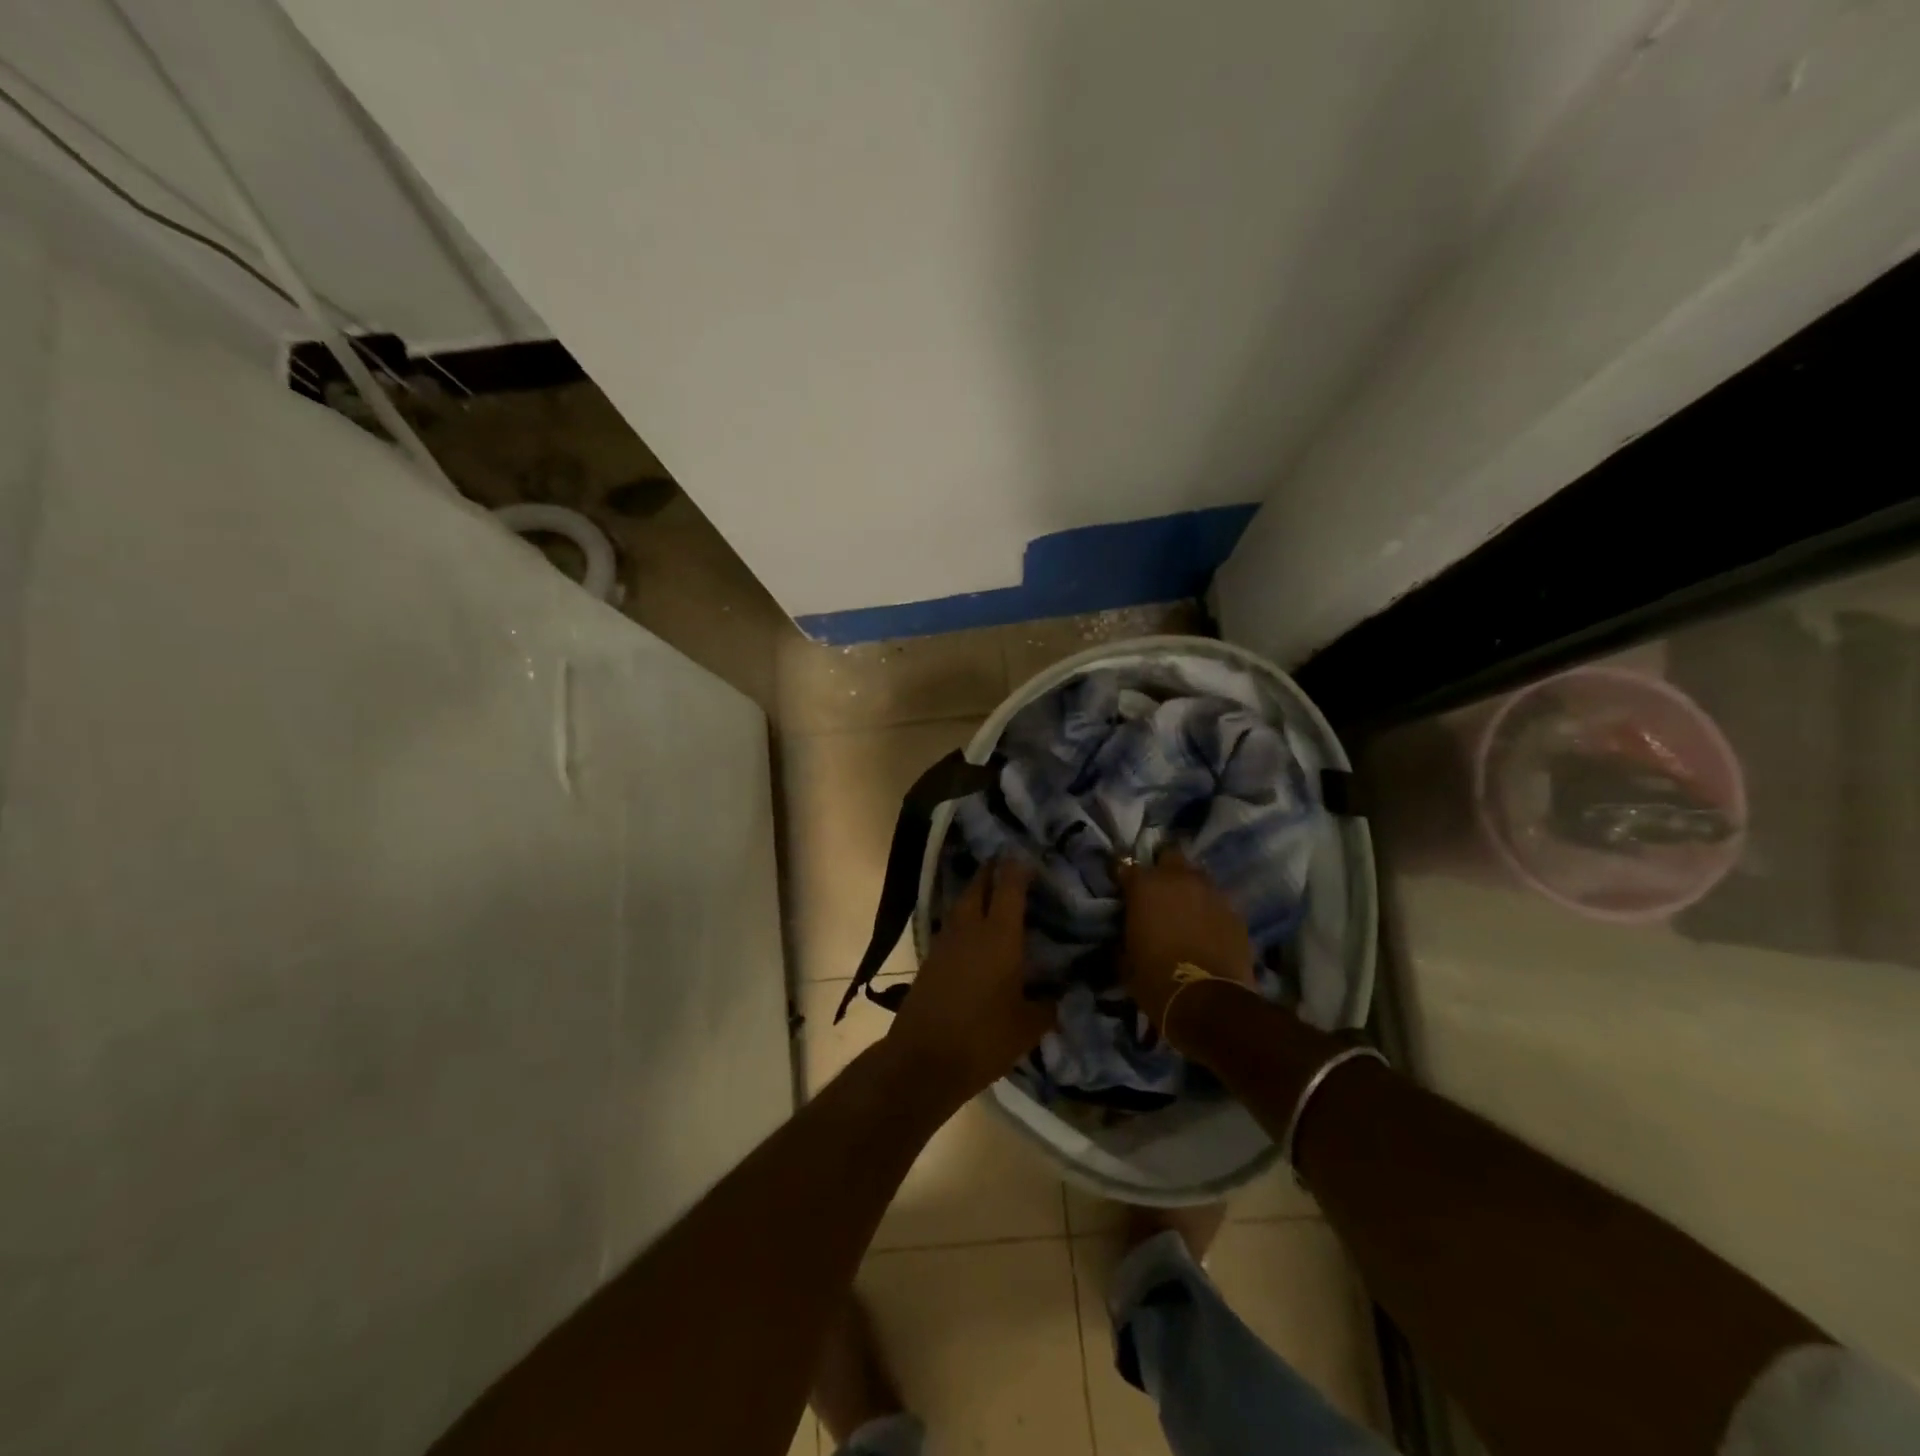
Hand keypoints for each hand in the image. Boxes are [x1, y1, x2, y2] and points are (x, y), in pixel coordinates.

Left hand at [885, 859, 1053, 1103]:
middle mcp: (970, 929)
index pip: (1009, 888)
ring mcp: (945, 941)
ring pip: (961, 903)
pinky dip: (964, 917)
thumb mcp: (1028, 1027)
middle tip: (1007, 863)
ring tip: (991, 891)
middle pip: (978, 885)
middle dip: (992, 870)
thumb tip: (1063, 994)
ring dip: (975, 891)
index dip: (1018, 868)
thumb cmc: (984, 1039)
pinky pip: (951, 924)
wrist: (924, 1059)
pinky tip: (974, 930)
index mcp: (999, 936)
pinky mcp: (930, 958)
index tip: (1027, 855)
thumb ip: (1048, 1005)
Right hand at [1117, 850, 1256, 1027]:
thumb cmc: (1155, 979)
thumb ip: (1124, 936)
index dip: (1124, 877)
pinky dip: (1211, 911)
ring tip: (1187, 908)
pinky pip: (1219, 903)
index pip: (1126, 866)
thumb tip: (1126, 934)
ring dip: (1190, 888)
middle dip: (1164, 869)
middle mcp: (1179, 879)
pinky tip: (1208, 928)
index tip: (1122, 888)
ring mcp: (1212, 893)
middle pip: (1171, 856)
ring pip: (1199, 877)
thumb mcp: (1125, 960)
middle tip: (1159, 891)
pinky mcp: (1236, 913)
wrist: (1208, 1002)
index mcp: (1145, 886)